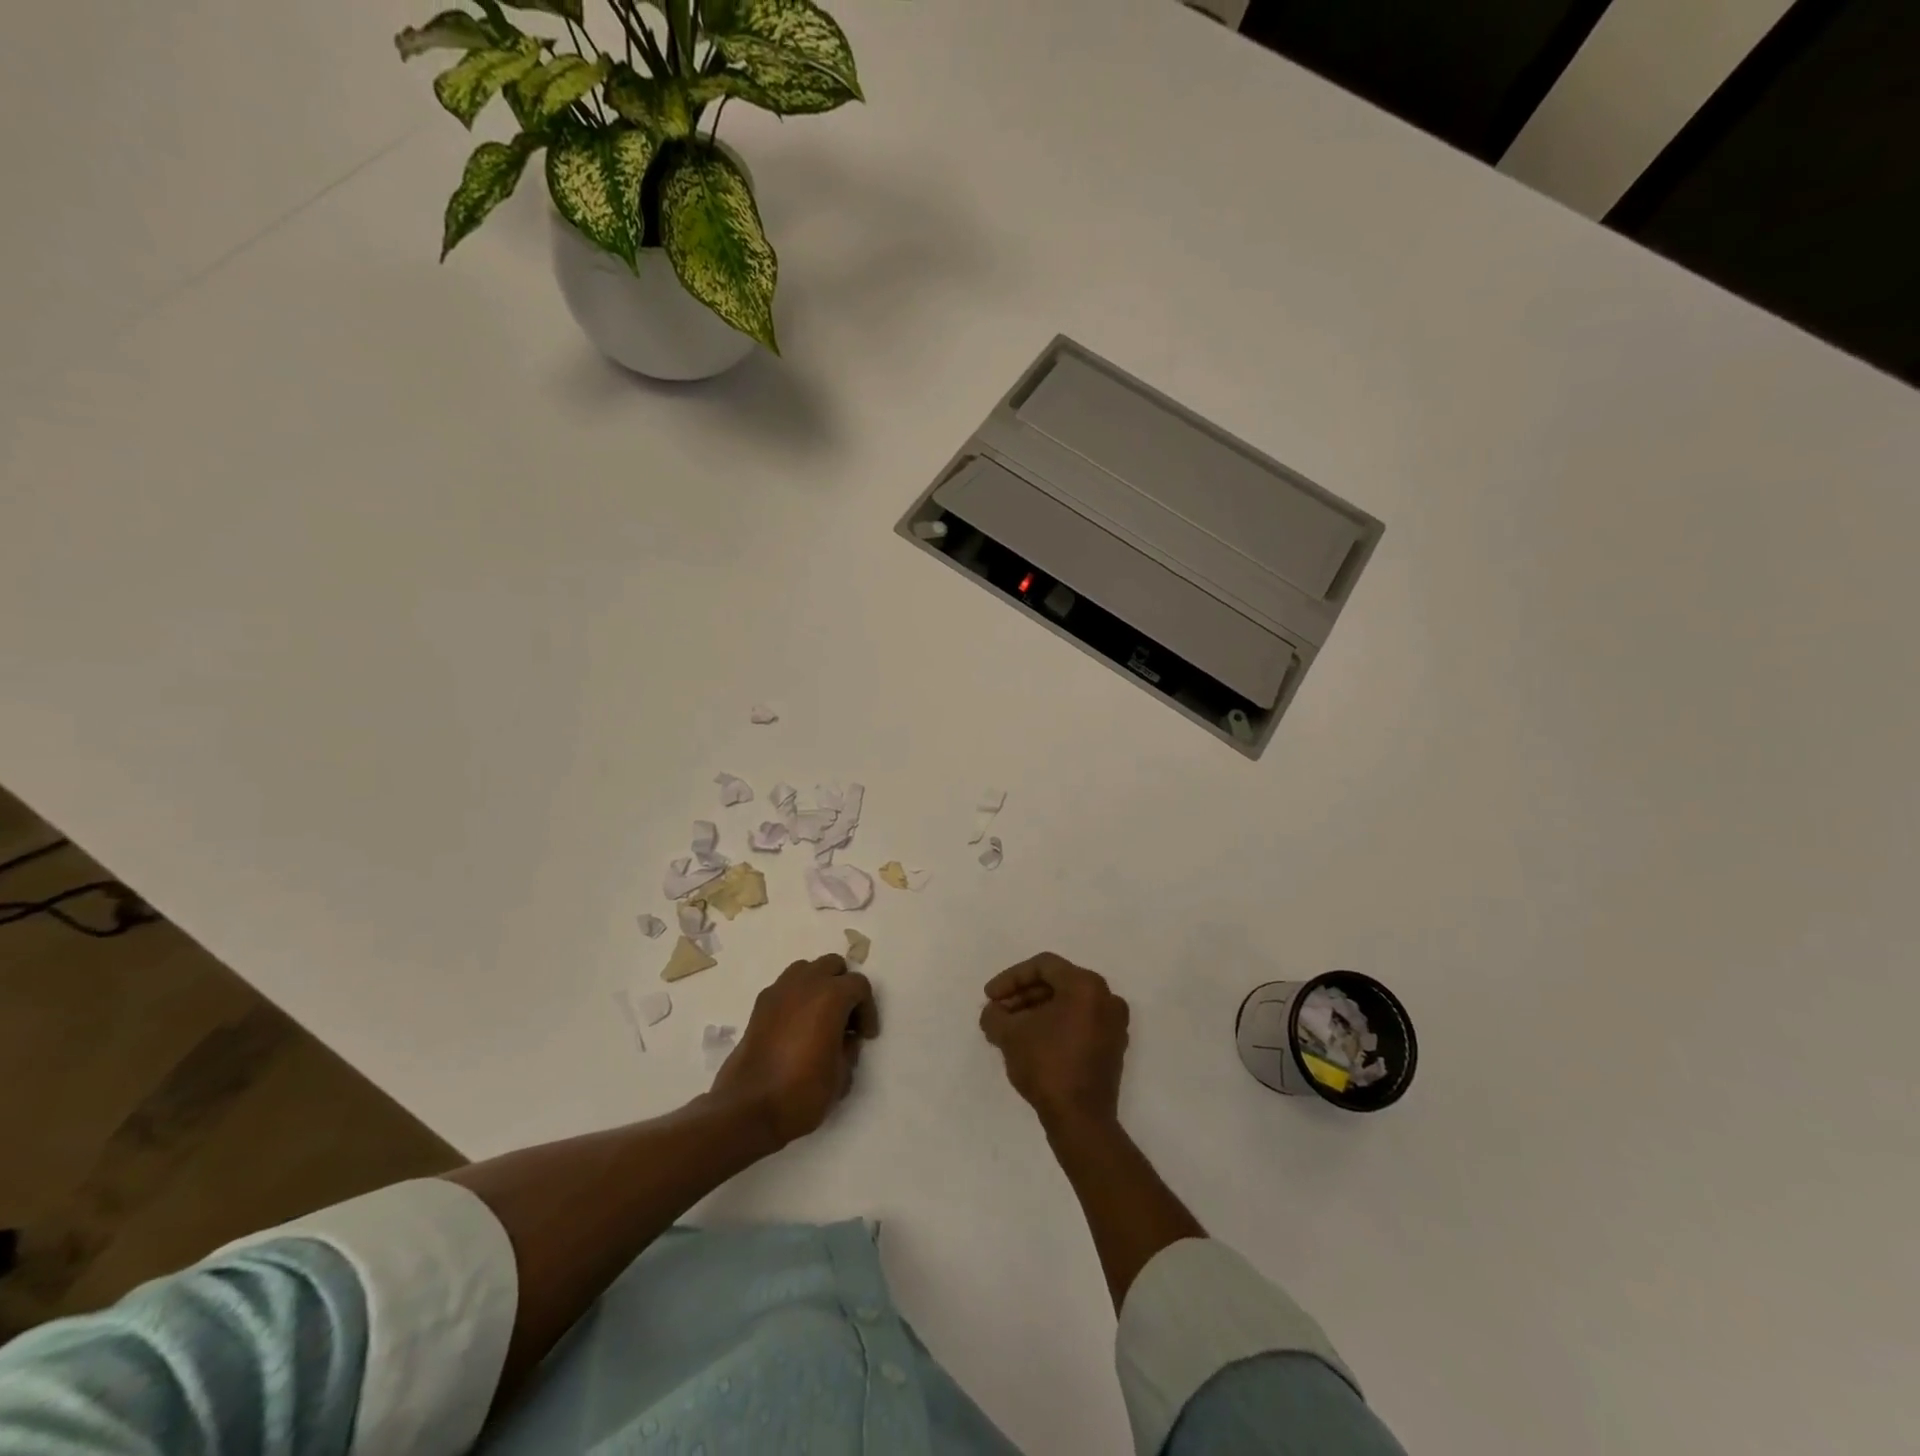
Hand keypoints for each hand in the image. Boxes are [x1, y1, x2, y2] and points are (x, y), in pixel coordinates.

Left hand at [711, 954, 879, 1147]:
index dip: (868, 1010)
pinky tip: (797, 1027)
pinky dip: (797, 997)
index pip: (859, 985)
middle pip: (832, 966)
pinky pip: (785, 988)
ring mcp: (778, 991)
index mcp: (831, 995)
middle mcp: (805, 983)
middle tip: (846, 1020)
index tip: (865, 1036)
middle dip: (844, 987)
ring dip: (819, 986)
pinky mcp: (759, 1006)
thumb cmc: (802, 1092)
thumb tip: (845, 1038)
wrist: (748, 1109)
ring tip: (821, 1017)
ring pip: (806, 970)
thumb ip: (849, 1048)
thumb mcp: (842, 1075)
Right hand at [979, 952, 1128, 1131]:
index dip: (1011, 978)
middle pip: (1057, 984)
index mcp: (1086, 985)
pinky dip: (1055, 1026)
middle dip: (1022, 997)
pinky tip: (1031, 1043)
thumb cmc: (1047, 1065)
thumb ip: (995, 1015)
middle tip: (998, 1013)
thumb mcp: (1010, 1035)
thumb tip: (993, 1013)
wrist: (1081, 1120)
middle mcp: (1106, 998)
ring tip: (1009, 1030)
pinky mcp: (1113, 1048)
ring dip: (1036, 1012)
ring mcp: (1114, 1024)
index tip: (990, 997)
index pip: (1043, 966)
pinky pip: (1080, 1024)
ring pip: (1068, 1005)